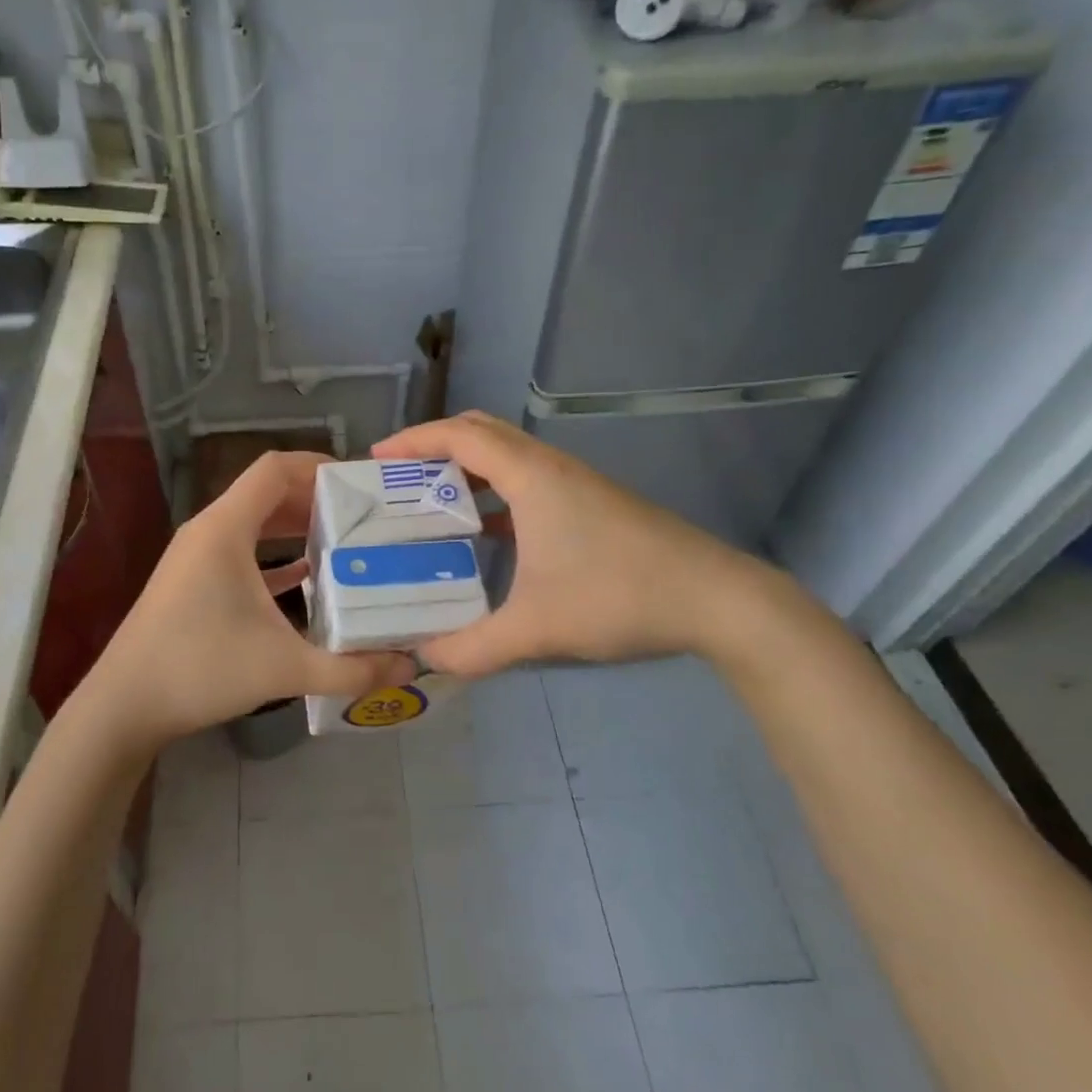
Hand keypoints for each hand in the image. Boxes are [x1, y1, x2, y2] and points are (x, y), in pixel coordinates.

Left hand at [73, 451, 414, 755]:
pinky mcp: (191, 583)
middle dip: (317, 499)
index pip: (276, 468)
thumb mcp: (285, 668)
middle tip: (366, 517)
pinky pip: (241, 552)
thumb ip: (351, 669)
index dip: (320, 465)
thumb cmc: (200, 670)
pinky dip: (274, 555)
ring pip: (253, 523)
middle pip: (267, 492)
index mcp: (225, 529)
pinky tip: (307, 577)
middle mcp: (208, 531)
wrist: (123, 706)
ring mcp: (195, 557)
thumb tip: (409, 667)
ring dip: (295, 527)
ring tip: (345, 542)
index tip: (362, 483)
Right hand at [372, 411, 772, 675]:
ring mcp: (576, 484)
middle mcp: (551, 467)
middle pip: (482, 432)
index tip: (376, 458)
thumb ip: (472, 648)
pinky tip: (486, 534)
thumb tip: (426, 659)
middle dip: (434, 446)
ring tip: (431, 502)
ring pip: (508, 455)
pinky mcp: (592, 504)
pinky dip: (495, 493)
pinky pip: (528, 481)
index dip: (414, 440)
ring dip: (466, 469)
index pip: (460, 436)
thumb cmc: (619, 596)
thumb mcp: (536, 628)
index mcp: (532, 477)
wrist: (716, 599)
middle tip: (398, 477)